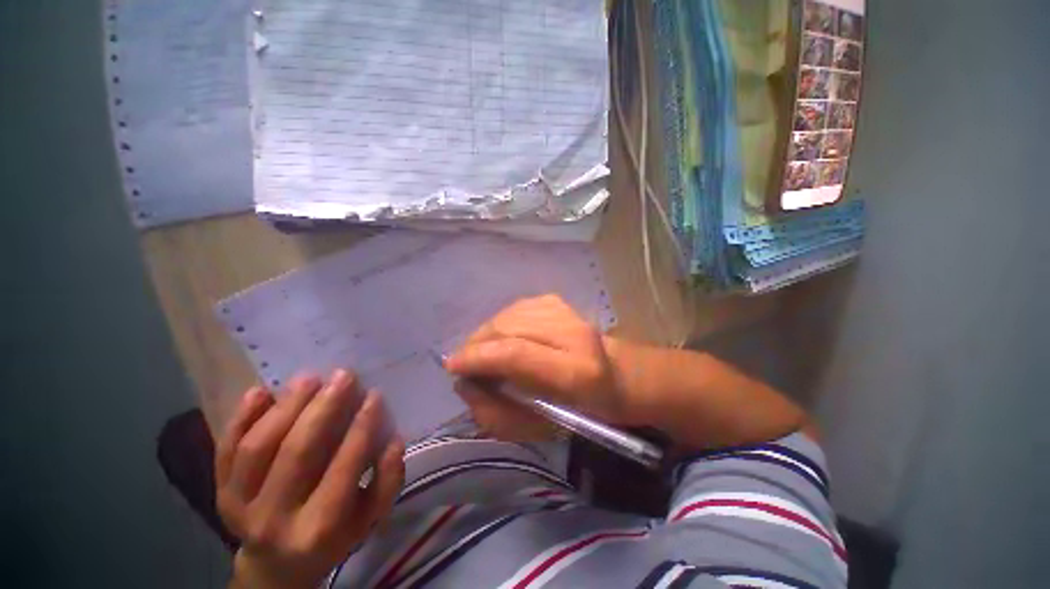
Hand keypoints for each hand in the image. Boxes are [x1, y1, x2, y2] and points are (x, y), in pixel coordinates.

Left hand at [215, 370, 404, 588]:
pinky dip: (239, 419)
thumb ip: (388, 481)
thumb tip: (393, 441)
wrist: (276, 566)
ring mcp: (239, 505)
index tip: (374, 395)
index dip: (361, 428)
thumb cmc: (334, 535)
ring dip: (285, 408)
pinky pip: (225, 451)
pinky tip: (259, 392)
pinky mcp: (220, 492)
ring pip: (259, 448)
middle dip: (323, 409)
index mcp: (319, 527)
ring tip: (310, 378)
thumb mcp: (370, 518)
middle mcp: (274, 518)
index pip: (343, 468)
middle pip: (297, 453)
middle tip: (344, 376)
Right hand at [444, 295, 635, 440]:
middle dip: (477, 344)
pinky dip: (501, 324)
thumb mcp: (538, 428)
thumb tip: (464, 383)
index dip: (478, 357)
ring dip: (487, 334)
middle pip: (508, 328)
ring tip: (483, 353)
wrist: (614, 375)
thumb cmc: (578, 411)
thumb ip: (496, 412)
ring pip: (508, 315)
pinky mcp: (557, 301)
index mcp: (575, 371)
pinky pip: (515, 309)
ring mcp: (565, 311)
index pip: (516, 353)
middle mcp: (572, 332)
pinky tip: (503, 338)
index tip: (452, 366)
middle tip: (466, 364)